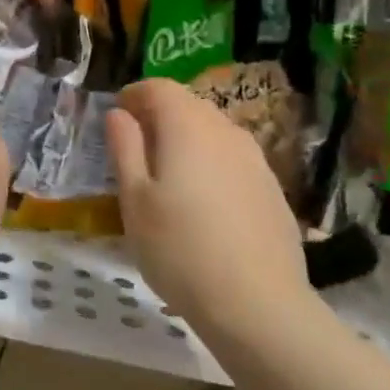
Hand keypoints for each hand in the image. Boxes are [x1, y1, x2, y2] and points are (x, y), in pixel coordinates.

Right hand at [106, 78, 308, 335]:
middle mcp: (225, 130)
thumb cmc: (179, 249)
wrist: (257, 302)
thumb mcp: (135, 201)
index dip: (135, 95)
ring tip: (168, 176)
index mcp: (188, 126)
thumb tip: (118, 114)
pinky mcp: (272, 187)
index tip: (117, 115)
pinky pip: (234, 160)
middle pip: (189, 105)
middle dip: (160, 116)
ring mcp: (255, 158)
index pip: (159, 87)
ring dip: (188, 140)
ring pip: (214, 132)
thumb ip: (125, 149)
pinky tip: (205, 203)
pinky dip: (212, 165)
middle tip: (136, 147)